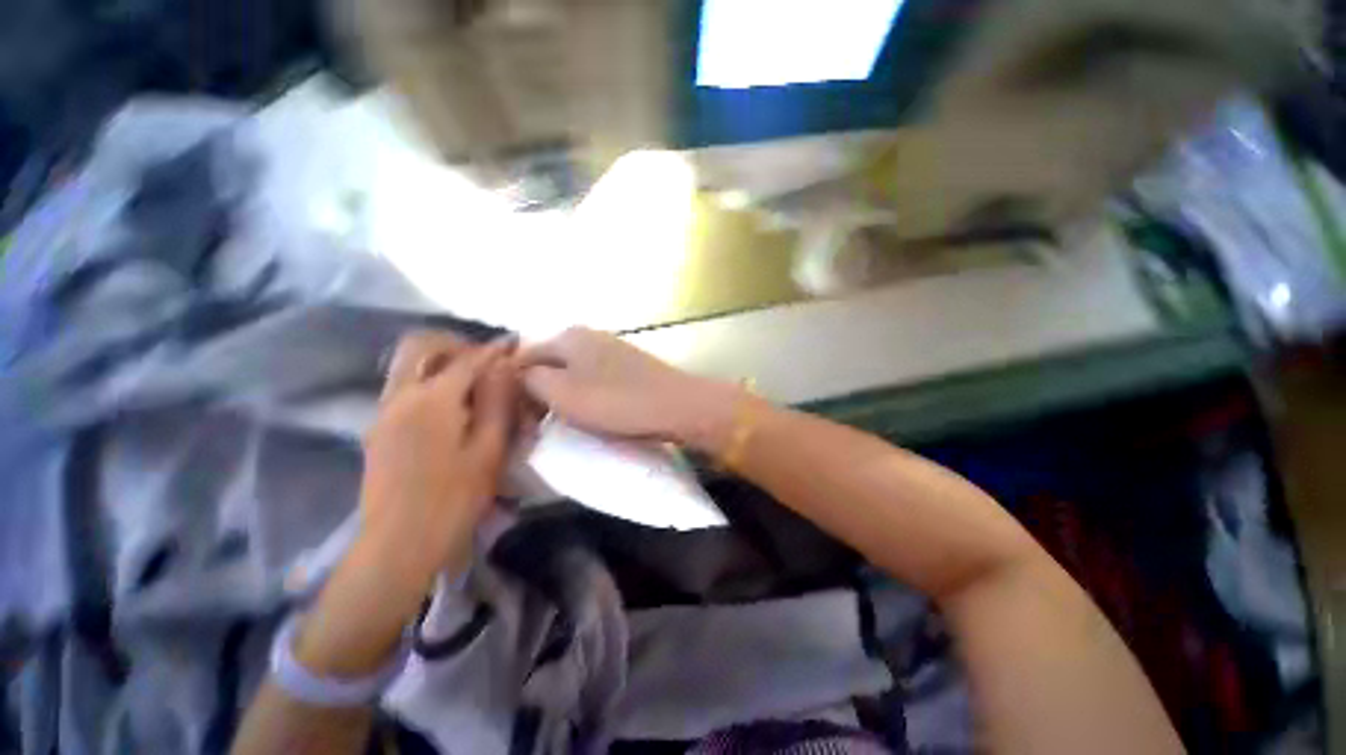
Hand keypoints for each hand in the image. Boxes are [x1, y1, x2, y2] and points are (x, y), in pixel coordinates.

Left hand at [359, 331, 518, 581]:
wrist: (398, 544)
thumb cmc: (454, 499)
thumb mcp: (489, 449)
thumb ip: (497, 401)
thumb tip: (505, 365)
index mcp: (433, 400)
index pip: (468, 359)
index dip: (495, 349)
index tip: (515, 343)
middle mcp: (401, 396)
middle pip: (421, 346)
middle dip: (456, 344)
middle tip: (486, 360)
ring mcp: (384, 412)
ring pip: (409, 366)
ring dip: (441, 362)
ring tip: (474, 382)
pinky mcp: (378, 429)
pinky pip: (403, 388)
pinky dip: (429, 382)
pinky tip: (452, 407)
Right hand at [517, 327, 737, 449]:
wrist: (676, 406)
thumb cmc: (616, 402)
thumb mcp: (561, 393)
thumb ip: (529, 380)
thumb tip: (517, 375)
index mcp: (568, 337)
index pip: (522, 358)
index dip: (512, 389)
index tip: (516, 421)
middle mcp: (587, 336)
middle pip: (547, 364)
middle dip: (537, 394)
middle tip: (537, 426)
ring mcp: (610, 350)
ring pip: (570, 373)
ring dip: (561, 398)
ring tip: (562, 424)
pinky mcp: (627, 367)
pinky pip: (593, 380)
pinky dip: (584, 397)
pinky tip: (590, 415)